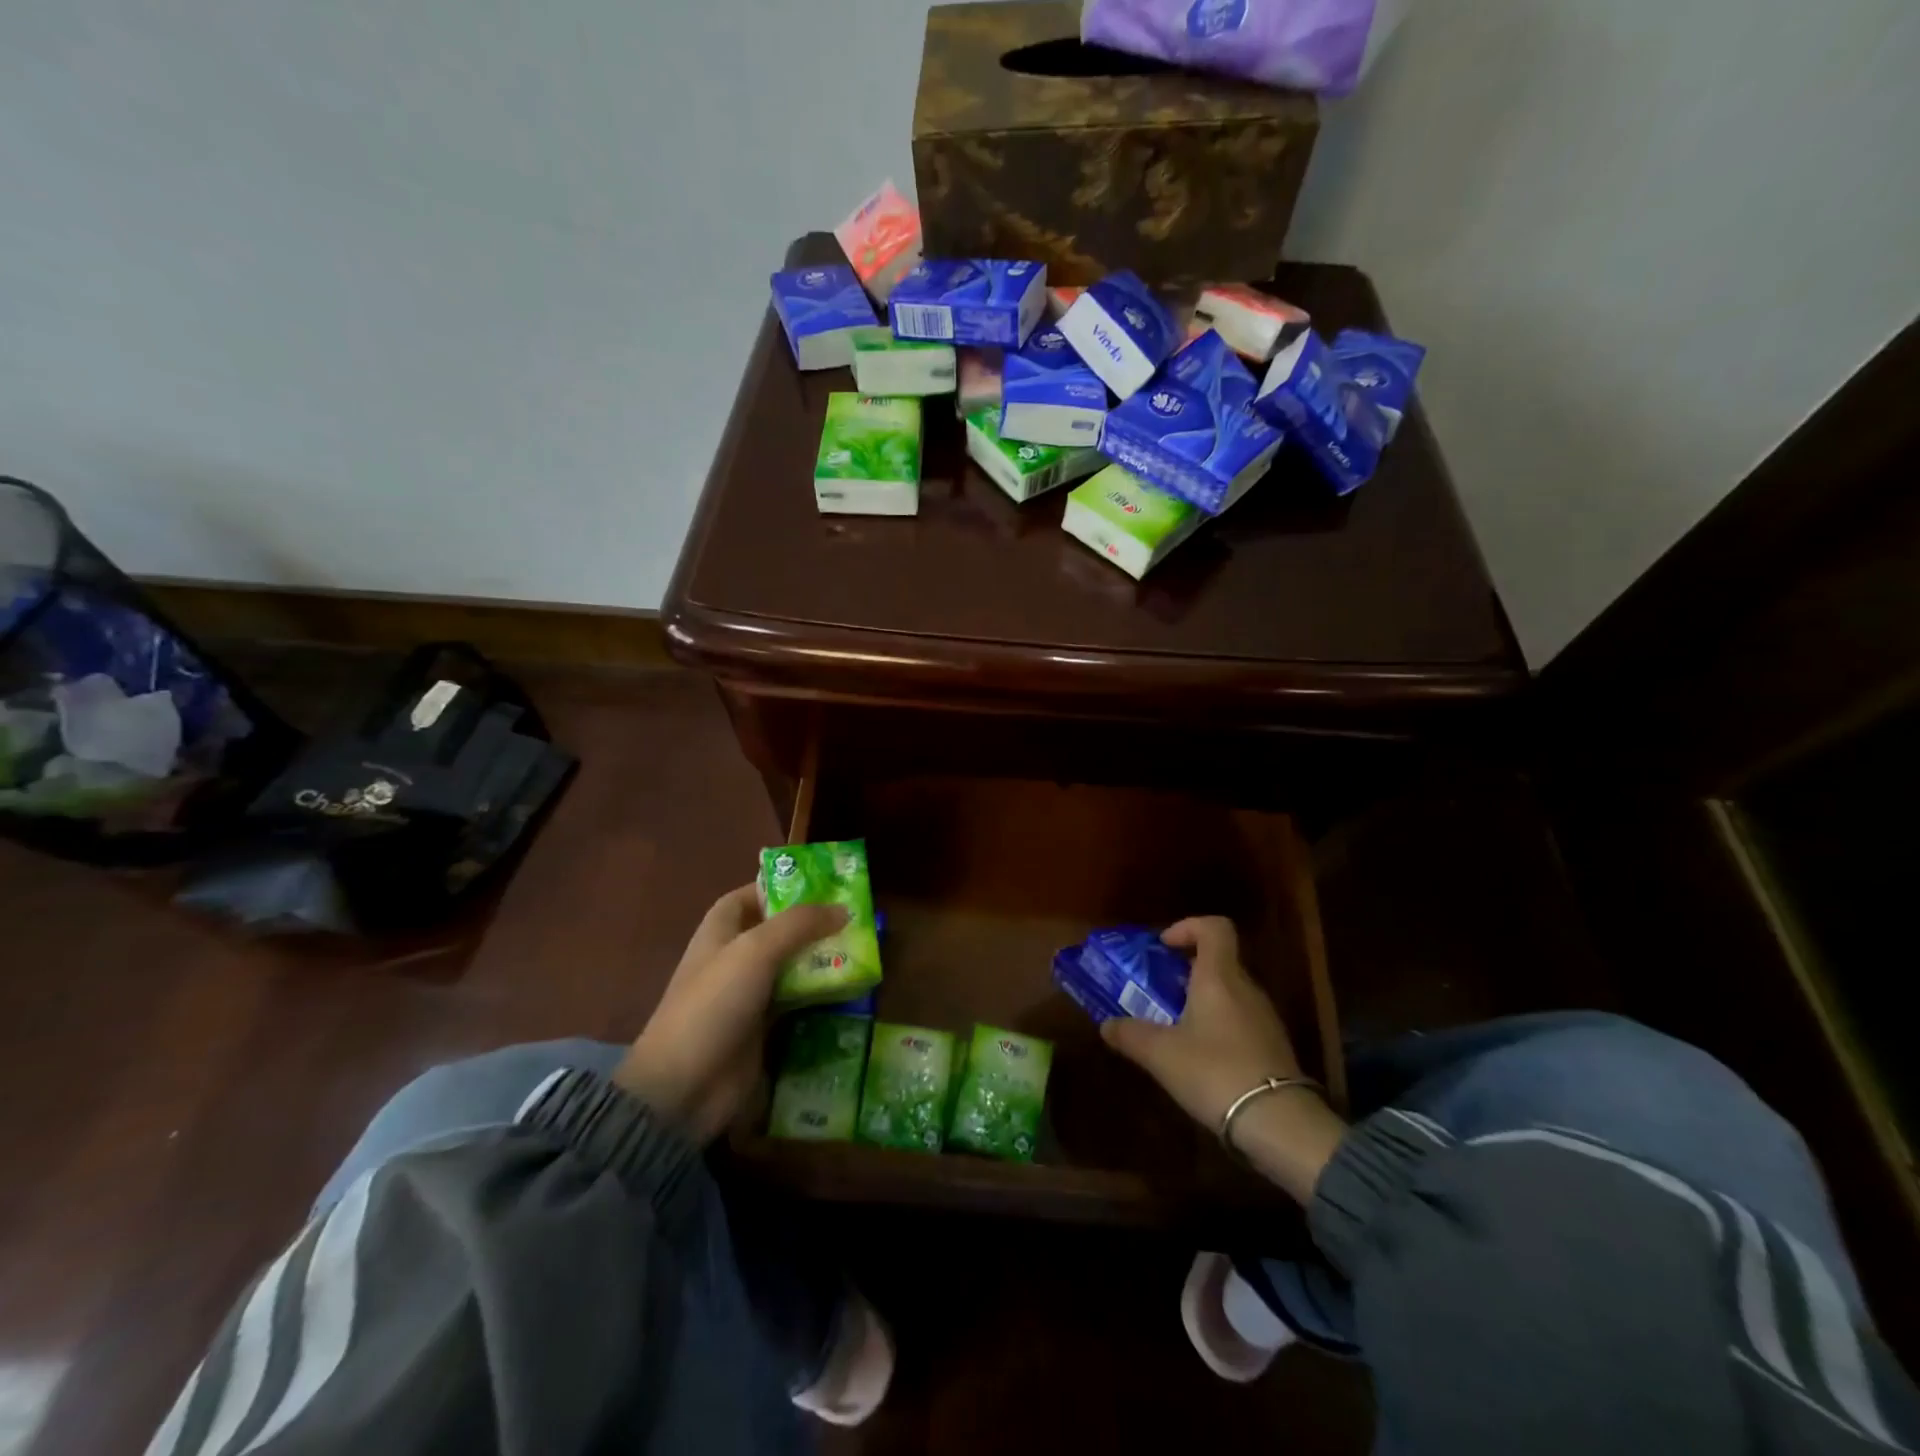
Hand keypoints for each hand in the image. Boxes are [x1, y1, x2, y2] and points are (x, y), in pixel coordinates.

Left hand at [614, 884, 846, 1143]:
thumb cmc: (714, 1005)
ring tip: (862, 950)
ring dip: (821, 959)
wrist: (684, 1088)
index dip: (779, 888)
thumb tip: (843, 909)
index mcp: (719, 932)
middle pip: (777, 931)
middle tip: (855, 918)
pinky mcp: (762, 1028)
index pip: (748, 896)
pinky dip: (819, 994)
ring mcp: (748, 995)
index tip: (820, 887)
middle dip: (812, 924)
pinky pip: (796, 1001)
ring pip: (791, 966)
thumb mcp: (755, 951)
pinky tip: (850, 989)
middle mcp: (734, 958)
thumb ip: (799, 924)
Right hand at [1101, 916, 1345, 1201]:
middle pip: (1218, 961)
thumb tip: (1107, 1025)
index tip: (1163, 947)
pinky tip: (1199, 1058)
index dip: (1188, 927)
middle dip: (1184, 970)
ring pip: (1228, 993)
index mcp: (1219, 977)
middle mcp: (1246, 989)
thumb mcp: (1160, 1054)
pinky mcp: (1273, 1047)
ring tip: (1172, 1027)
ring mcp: (1264, 1019)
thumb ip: (1129, 1034)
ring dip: (1200, 1001)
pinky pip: (1239, 1021)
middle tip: (1156, 991)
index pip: (1215, 927)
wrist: (1279, 1124)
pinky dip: (1217, 1027)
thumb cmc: (1214, 1072)